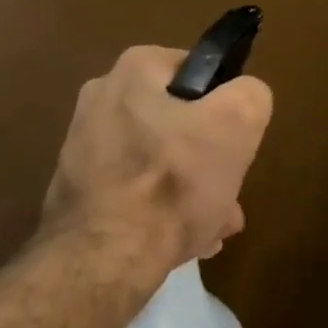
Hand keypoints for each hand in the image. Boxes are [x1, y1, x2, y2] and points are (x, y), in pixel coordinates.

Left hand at [44, 46, 273, 267]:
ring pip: (157, 162)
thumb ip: (250, 96)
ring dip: (188, 191)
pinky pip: (132, 191)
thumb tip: (243, 97)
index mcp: (133, 69)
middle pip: (177, 124)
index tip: (234, 144)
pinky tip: (178, 242)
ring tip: (210, 227)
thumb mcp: (237, 124)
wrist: (104, 257)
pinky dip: (157, 210)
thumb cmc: (174, 180)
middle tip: (227, 195)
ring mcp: (83, 146)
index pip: (196, 72)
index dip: (223, 107)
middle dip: (207, 160)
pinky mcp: (78, 189)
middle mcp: (100, 98)